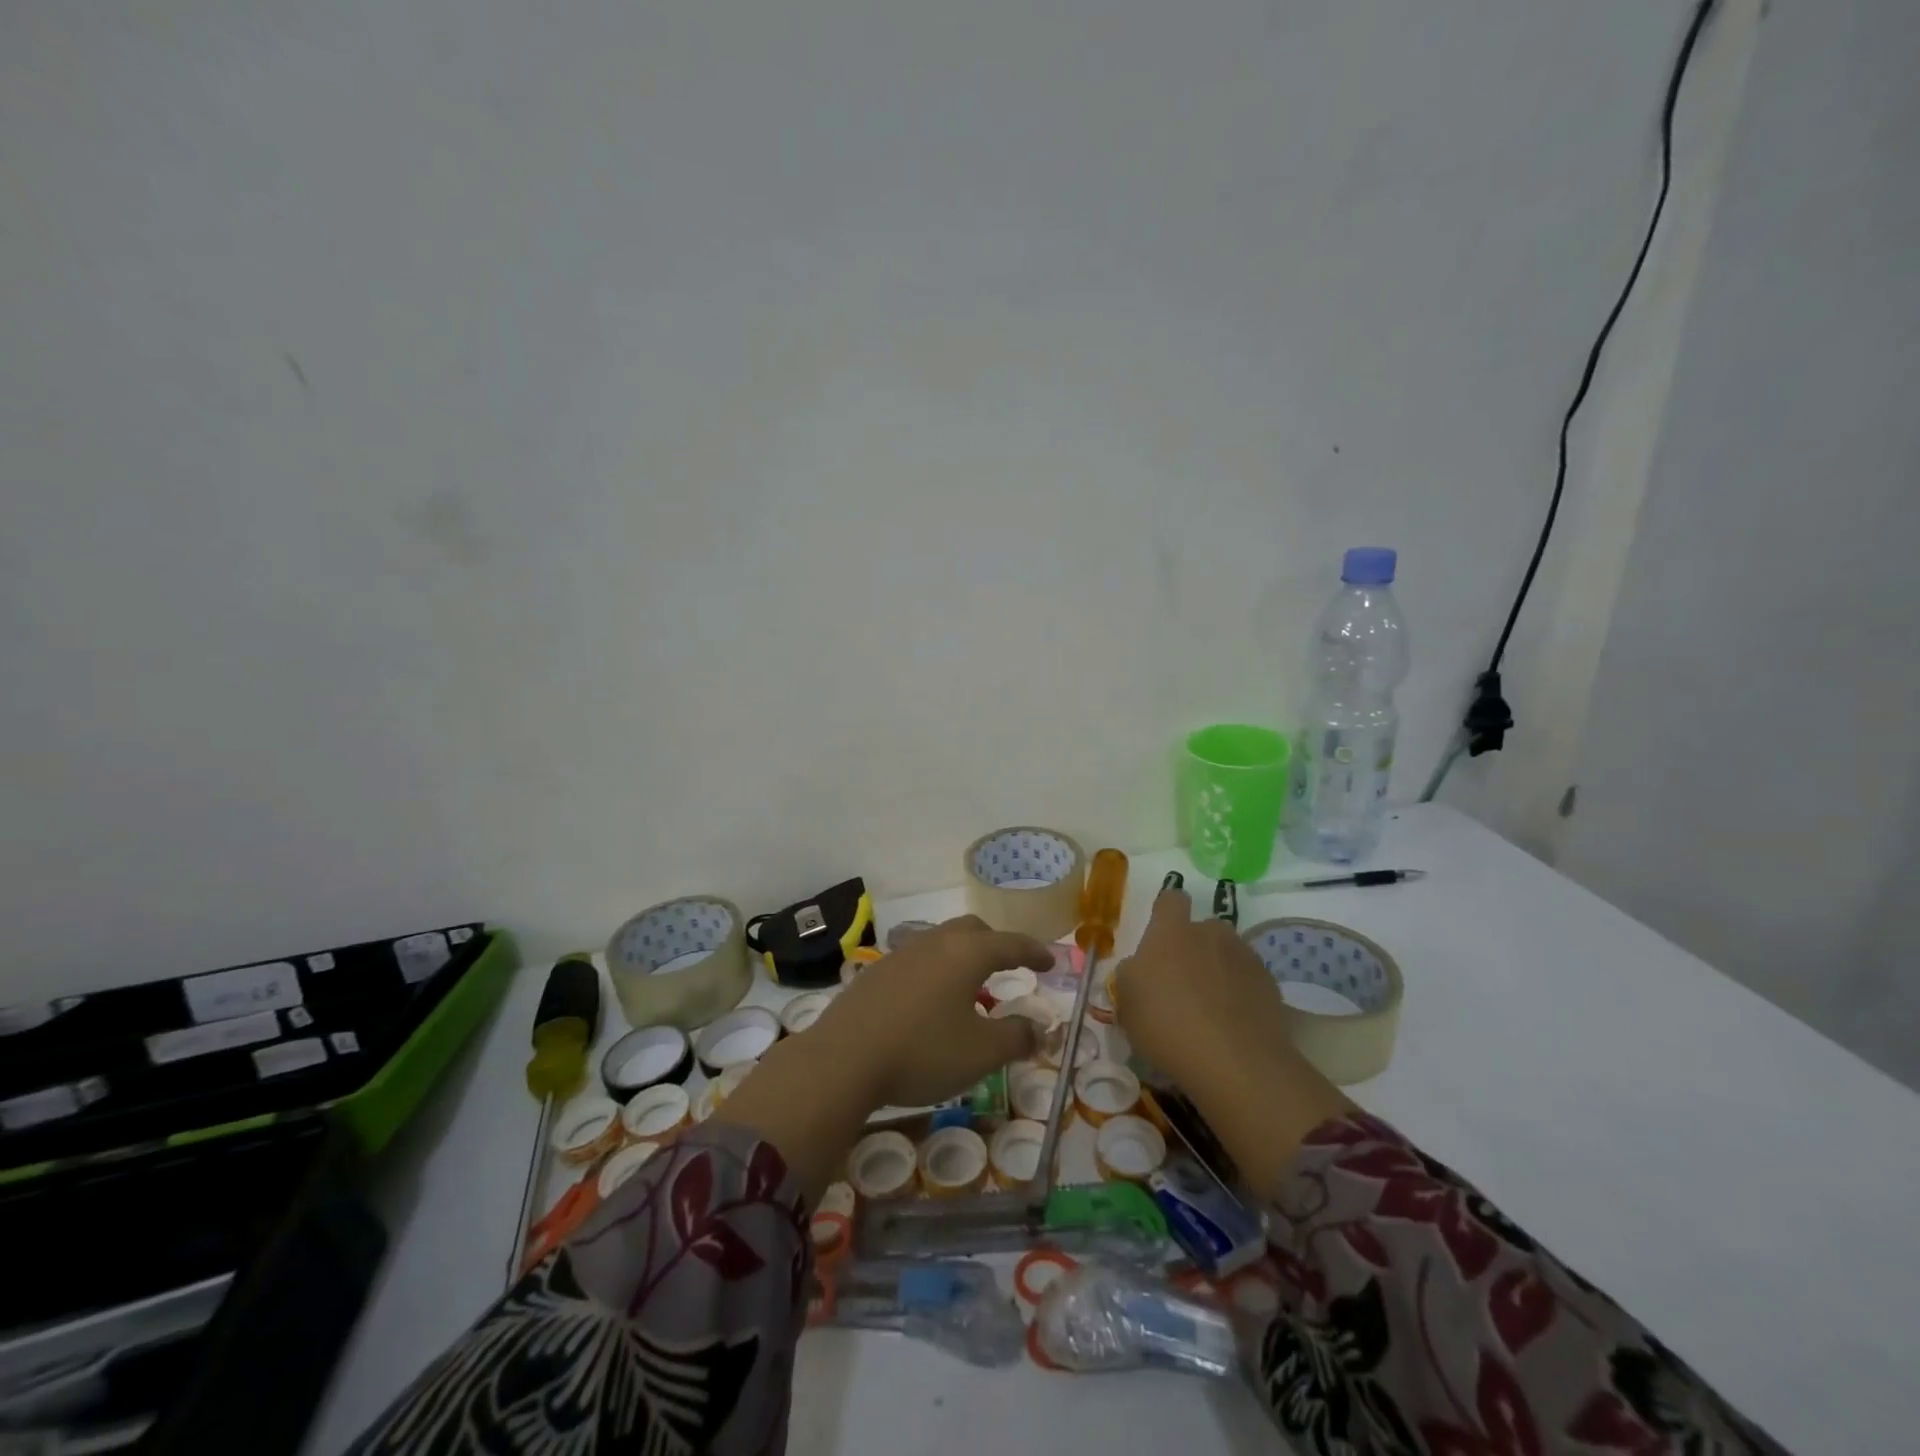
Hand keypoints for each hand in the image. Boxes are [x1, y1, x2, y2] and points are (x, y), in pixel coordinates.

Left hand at [805, 915, 1047, 1107]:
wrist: (844, 1058)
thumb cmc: (922, 1051)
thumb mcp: (980, 1052)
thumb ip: (1016, 1038)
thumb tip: (1039, 1030)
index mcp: (966, 954)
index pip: (1010, 944)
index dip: (1034, 952)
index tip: (1050, 962)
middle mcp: (935, 943)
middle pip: (972, 930)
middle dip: (995, 944)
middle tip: (1009, 965)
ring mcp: (901, 954)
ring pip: (941, 942)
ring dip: (962, 956)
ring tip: (969, 985)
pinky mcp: (876, 972)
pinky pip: (917, 960)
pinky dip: (935, 971)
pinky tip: (930, 1000)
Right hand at [1115, 885, 1350, 1190]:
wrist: (1239, 1069)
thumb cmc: (1169, 1030)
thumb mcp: (1128, 1006)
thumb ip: (1133, 982)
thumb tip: (1142, 977)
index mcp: (1173, 932)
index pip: (1169, 902)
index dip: (1164, 912)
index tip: (1160, 931)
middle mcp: (1213, 936)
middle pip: (1202, 931)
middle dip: (1192, 949)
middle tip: (1178, 989)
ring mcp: (1248, 963)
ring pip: (1227, 959)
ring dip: (1218, 976)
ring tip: (1207, 1018)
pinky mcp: (1273, 995)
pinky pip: (1248, 987)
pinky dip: (1239, 1001)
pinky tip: (1231, 1032)